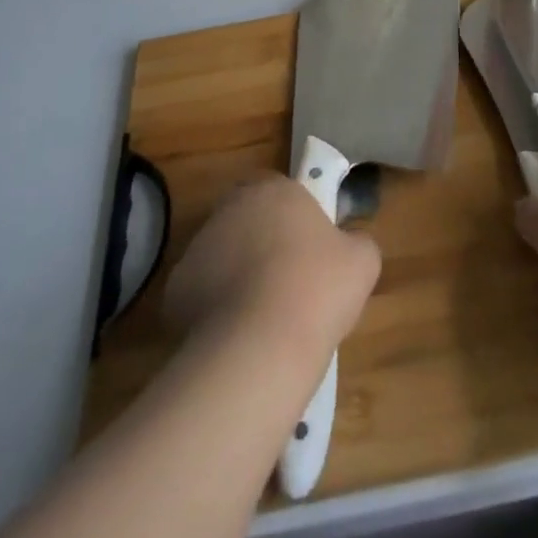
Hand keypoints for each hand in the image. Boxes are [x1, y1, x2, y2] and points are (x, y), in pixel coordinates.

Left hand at [165, 176, 380, 358]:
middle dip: (263, 245)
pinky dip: (215, 310)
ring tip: (263, 319)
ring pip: (223, 256)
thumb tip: (349, 245)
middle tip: (288, 283)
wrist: (259, 347)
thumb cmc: (317, 289)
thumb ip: (356, 242)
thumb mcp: (362, 262)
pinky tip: (237, 337)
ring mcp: (198, 247)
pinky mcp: (175, 290)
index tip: (309, 251)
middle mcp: (231, 208)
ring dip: (238, 276)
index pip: (281, 191)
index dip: (295, 219)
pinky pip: (201, 294)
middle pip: (248, 221)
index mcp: (274, 190)